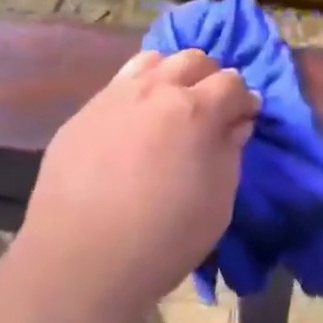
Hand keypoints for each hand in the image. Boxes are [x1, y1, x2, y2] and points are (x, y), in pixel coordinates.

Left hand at [19, 49, 258, 322]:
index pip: (232, 82)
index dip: (243, 100)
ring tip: (170, 106)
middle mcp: (156, 89)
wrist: (78, 263)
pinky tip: (133, 123)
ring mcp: (115, 95)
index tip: (244, 118)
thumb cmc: (162, 239)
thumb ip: (230, 153)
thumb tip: (235, 124)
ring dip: (172, 75)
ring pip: (154, 60)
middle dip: (210, 78)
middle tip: (209, 110)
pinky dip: (138, 91)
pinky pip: (119, 84)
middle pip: (194, 59)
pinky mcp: (85, 111)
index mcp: (195, 109)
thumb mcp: (217, 204)